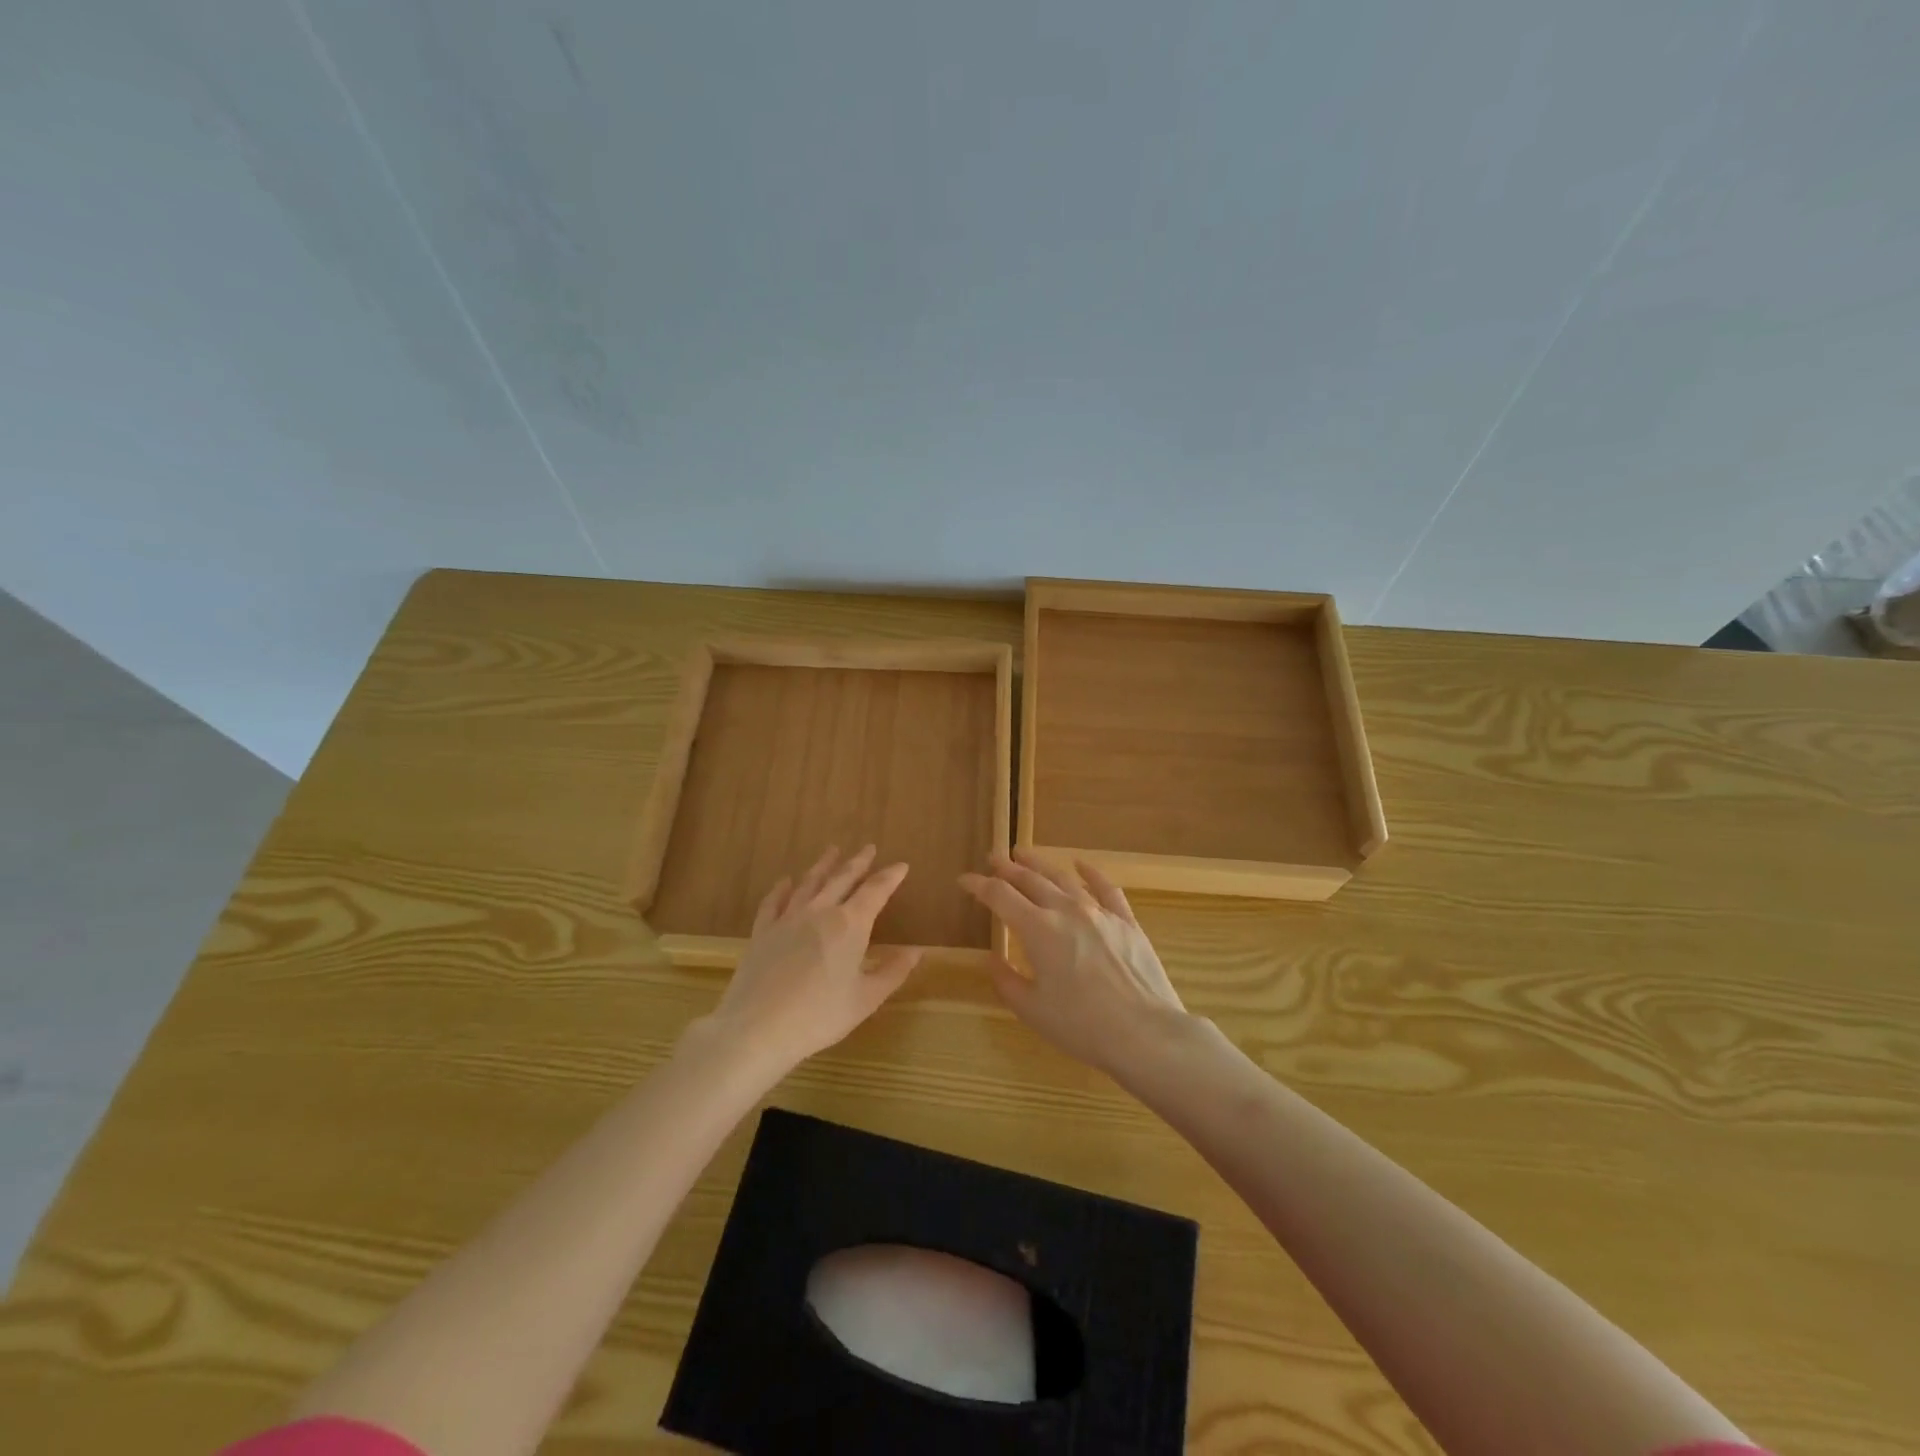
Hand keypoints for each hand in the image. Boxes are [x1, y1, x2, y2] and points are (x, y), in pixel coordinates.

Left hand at [702, 845, 920, 1074]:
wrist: (757, 1028)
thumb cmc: (820, 1016)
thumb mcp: (866, 999)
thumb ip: (893, 972)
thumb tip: (917, 951)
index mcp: (850, 924)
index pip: (875, 891)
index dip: (890, 876)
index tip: (901, 865)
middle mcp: (820, 911)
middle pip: (842, 878)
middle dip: (858, 862)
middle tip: (868, 848)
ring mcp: (788, 918)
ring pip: (810, 882)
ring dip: (824, 865)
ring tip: (833, 851)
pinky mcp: (763, 931)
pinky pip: (774, 901)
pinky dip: (782, 888)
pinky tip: (786, 881)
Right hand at [959, 849, 1189, 1076]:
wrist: (1144, 1033)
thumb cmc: (1081, 1025)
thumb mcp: (1032, 1009)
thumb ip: (1006, 980)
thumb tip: (993, 959)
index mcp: (1038, 929)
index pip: (1000, 896)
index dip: (978, 885)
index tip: (964, 879)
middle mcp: (1066, 910)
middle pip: (1030, 879)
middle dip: (1007, 867)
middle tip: (992, 857)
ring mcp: (1099, 912)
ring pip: (1064, 878)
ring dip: (1040, 863)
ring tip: (1024, 854)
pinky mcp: (1126, 921)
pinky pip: (1106, 888)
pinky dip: (1090, 872)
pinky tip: (1080, 864)